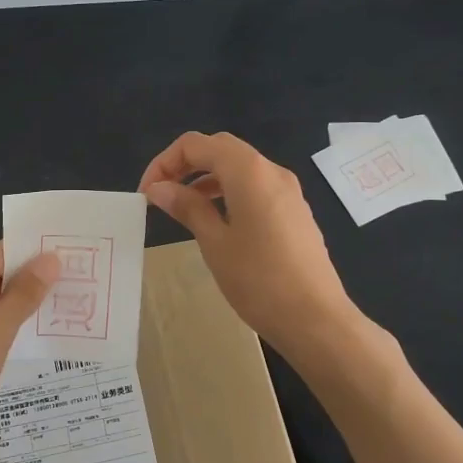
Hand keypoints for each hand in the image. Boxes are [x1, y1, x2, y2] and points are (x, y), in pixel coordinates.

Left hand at [0, 242, 59, 462]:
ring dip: (29, 308)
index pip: (7, 250)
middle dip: (39, 281)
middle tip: (87, 284)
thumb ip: (26, 292)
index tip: (81, 259)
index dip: (40, 254)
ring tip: (76, 309)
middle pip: (2, 275)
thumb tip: (52, 257)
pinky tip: (44, 339)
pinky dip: (14, 331)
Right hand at [138, 131, 358, 355]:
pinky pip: (256, 187)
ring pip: (240, 168)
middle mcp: (271, 170)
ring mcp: (288, 191)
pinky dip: (229, 192)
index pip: (196, 144)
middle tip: (161, 194)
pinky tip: (217, 222)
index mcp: (249, 171)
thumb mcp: (214, 242)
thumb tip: (158, 188)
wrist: (316, 318)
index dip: (165, 162)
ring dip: (207, 179)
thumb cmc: (259, 280)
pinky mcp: (295, 211)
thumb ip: (187, 207)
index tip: (147, 193)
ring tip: (183, 209)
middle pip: (220, 149)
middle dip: (186, 165)